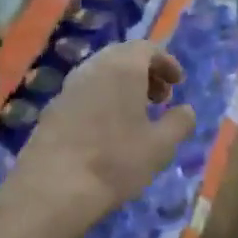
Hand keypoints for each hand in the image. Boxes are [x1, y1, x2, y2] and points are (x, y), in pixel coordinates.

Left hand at [7, 41, 195, 236]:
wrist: (53, 188)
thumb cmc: (115, 161)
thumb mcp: (161, 146)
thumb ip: (179, 123)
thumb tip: (186, 110)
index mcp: (122, 68)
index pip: (147, 48)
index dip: (166, 62)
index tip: (178, 83)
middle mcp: (92, 68)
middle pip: (122, 57)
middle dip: (144, 73)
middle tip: (160, 98)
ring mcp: (67, 88)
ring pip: (100, 74)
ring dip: (122, 87)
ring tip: (136, 116)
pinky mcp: (51, 109)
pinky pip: (84, 93)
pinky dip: (102, 100)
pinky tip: (108, 131)